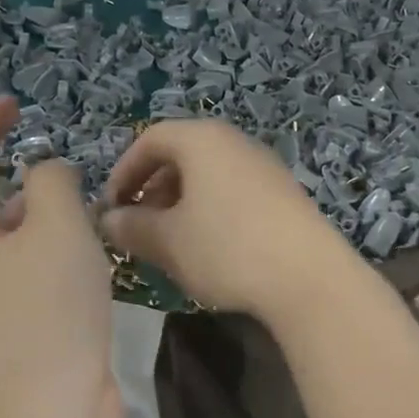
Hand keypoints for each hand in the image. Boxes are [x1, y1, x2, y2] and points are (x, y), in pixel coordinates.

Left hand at [0, 98, 119, 417]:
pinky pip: (28, 262)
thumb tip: (48, 175)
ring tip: (79, 191)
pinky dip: (51, 242)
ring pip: (7, 231)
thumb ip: (52, 181)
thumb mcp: (55, 225)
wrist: (50, 408)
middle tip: (47, 144)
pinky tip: (87, 243)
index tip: (16, 103)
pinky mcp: (17, 318)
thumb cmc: (46, 306)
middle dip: (6, 163)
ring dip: (36, 205)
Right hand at [100, 120, 357, 321]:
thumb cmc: (227, 249)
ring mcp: (265, 167)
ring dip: (180, 202)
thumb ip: (132, 227)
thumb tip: (109, 221)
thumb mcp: (168, 241)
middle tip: (138, 226)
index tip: (111, 208)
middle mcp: (235, 142)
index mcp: (202, 140)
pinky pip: (233, 191)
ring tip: (171, 240)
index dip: (123, 172)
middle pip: (181, 154)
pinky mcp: (285, 194)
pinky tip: (210, 248)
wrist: (309, 278)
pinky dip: (210, 210)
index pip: (150, 139)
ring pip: (209, 176)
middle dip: (151, 189)